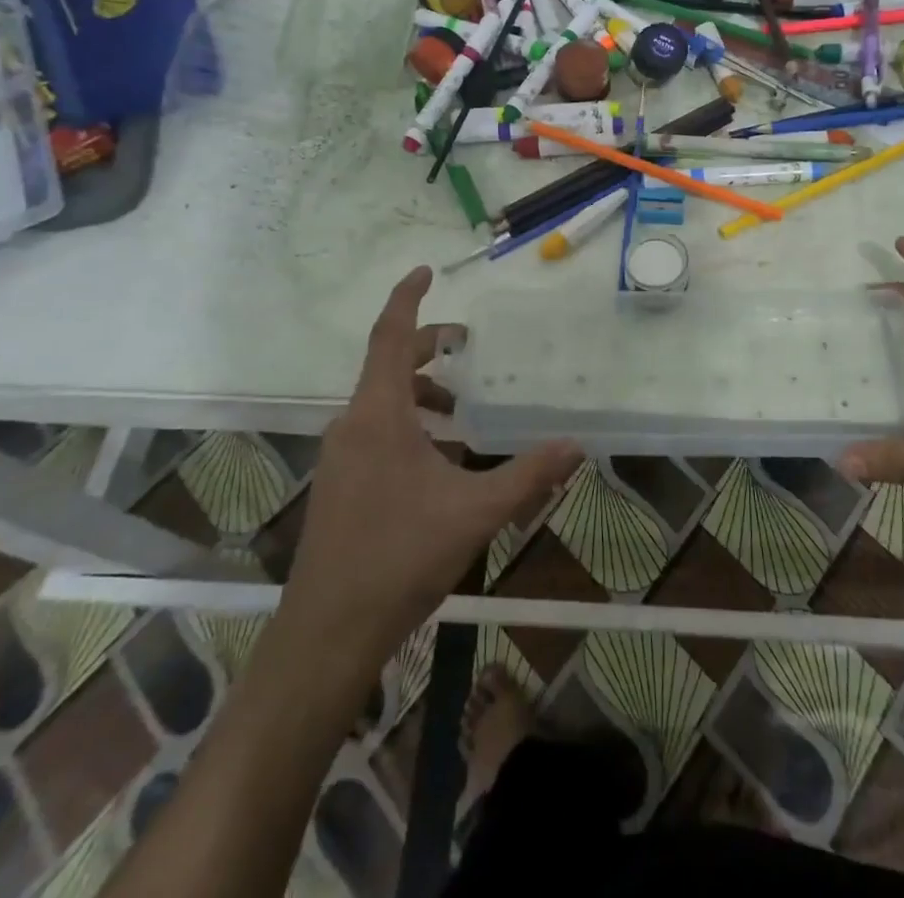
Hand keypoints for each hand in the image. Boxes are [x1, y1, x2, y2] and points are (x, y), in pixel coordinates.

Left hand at [286, 267, 581, 658]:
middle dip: (429, 346)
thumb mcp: (475, 512)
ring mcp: (341, 456)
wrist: (327, 633)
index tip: (426, 270)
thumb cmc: (399, 558)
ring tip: (463, 411)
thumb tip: (576, 446)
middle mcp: (353, 424)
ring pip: (382, 401)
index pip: (390, 335)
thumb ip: (528, 476)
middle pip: (389, 363)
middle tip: (469, 345)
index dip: (408, 298)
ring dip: (422, 392)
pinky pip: (376, 431)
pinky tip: (441, 460)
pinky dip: (409, 424)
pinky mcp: (339, 483)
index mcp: (379, 414)